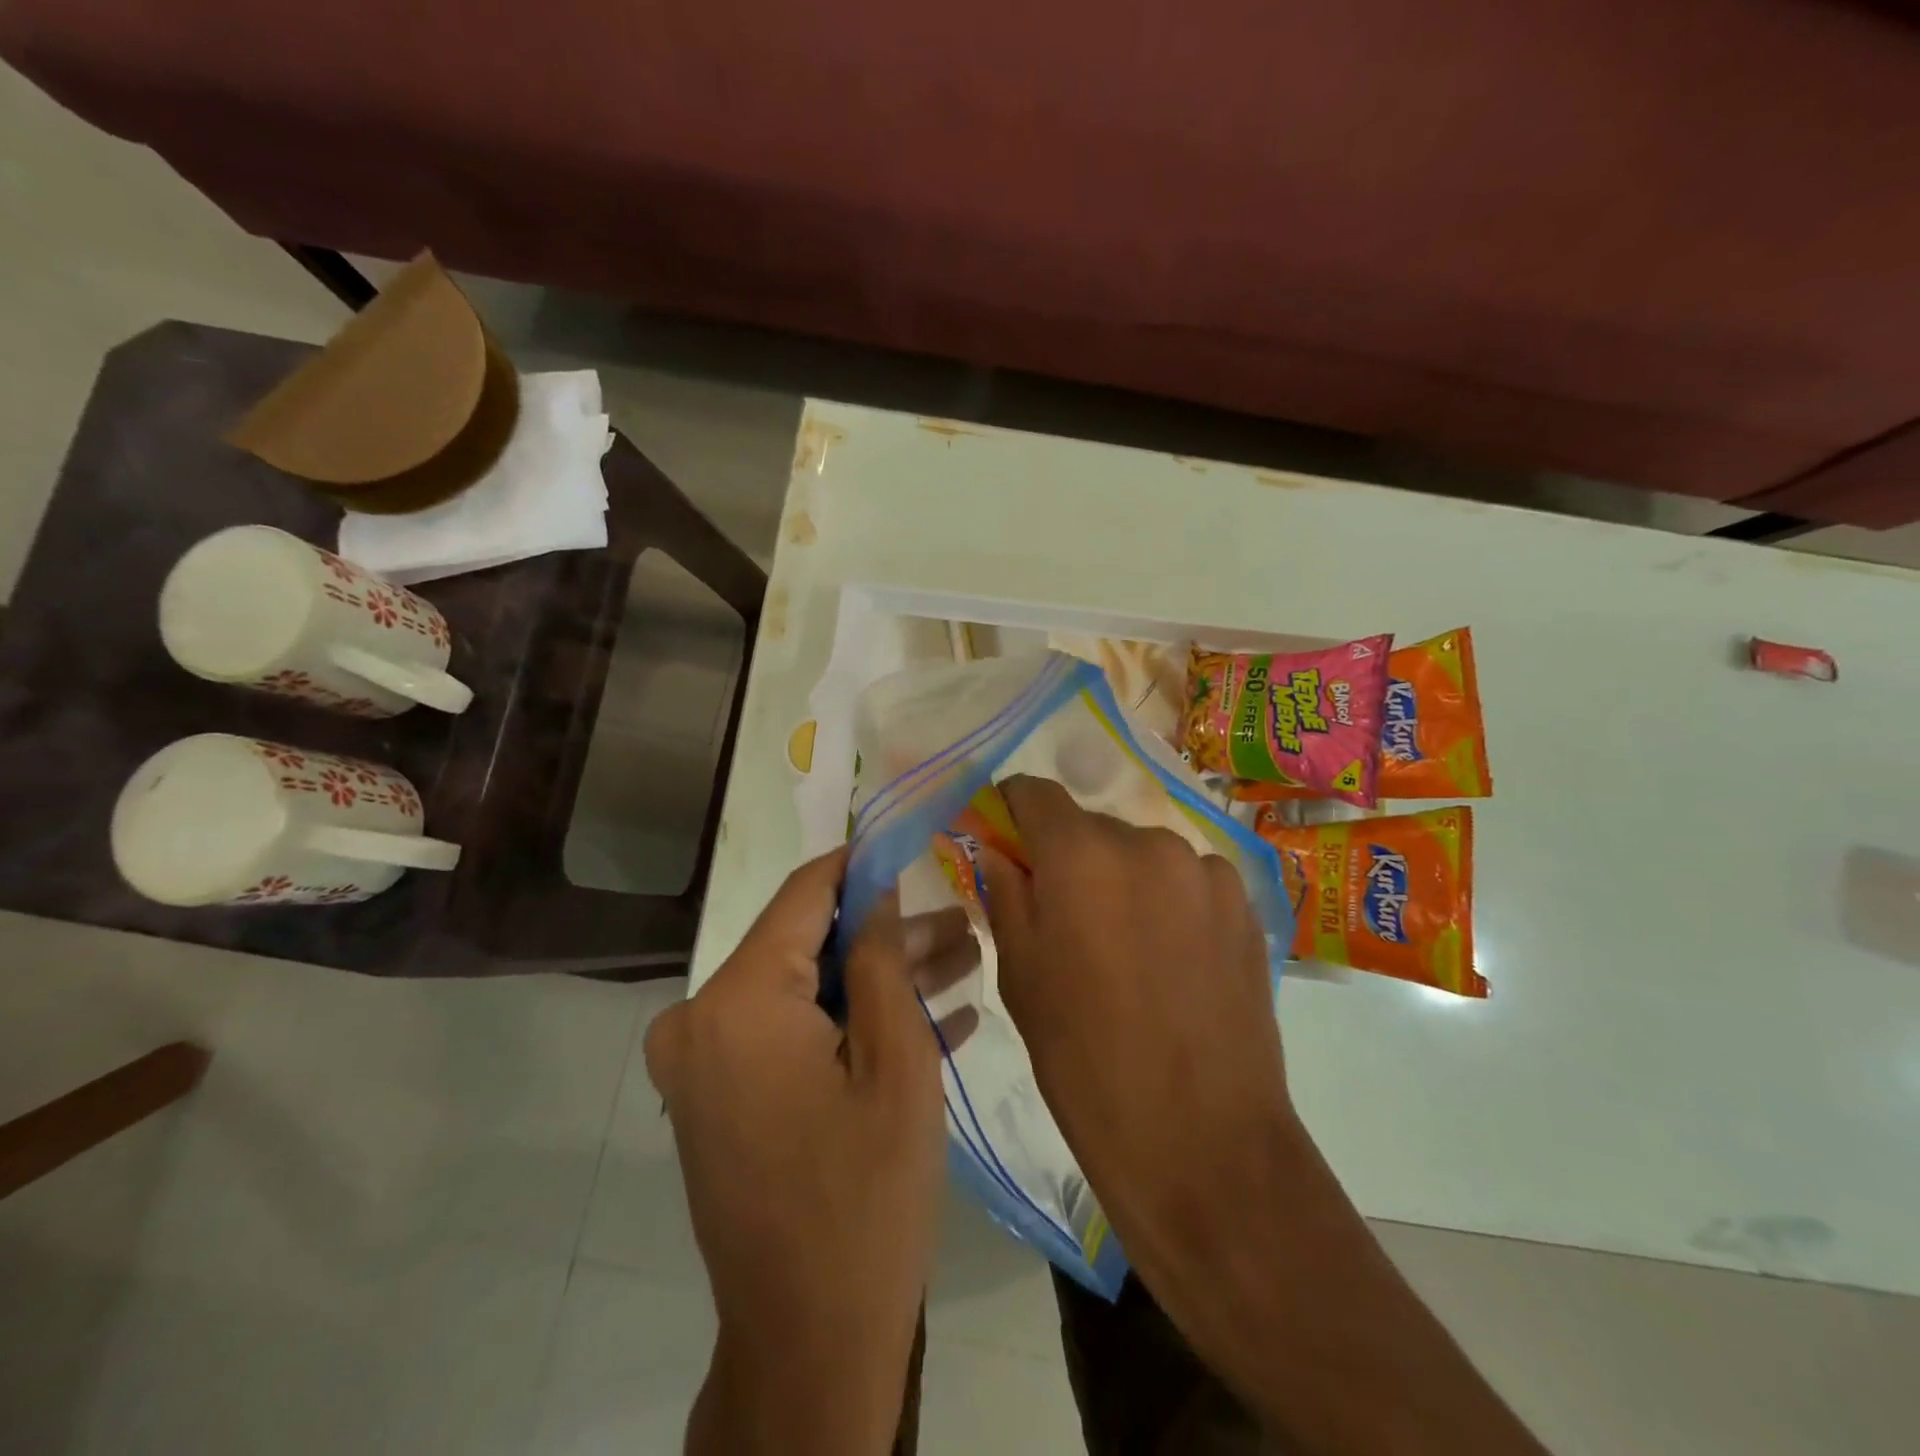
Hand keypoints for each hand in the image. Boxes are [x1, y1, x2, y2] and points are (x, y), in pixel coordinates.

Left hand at [645, 849, 978, 1454]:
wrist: (812, 1344)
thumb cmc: (866, 1196)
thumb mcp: (897, 1063)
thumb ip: (881, 958)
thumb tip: (876, 887)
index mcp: (737, 1002)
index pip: (804, 895)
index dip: (861, 865)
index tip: (911, 843)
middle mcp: (702, 1020)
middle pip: (809, 948)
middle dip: (890, 937)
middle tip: (964, 927)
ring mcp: (707, 1063)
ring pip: (808, 992)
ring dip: (882, 983)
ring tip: (965, 963)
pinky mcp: (723, 1096)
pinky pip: (794, 1037)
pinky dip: (853, 1027)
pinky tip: (935, 1019)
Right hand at [981, 782, 1551, 1455]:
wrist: (1202, 1141)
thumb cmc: (1085, 1060)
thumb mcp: (1020, 975)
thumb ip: (1004, 892)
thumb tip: (998, 846)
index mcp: (1080, 855)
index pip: (1034, 791)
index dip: (1012, 809)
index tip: (1005, 841)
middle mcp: (1146, 842)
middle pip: (1089, 826)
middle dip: (1067, 857)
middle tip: (1063, 916)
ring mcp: (1204, 869)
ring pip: (1140, 853)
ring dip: (1121, 879)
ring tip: (1124, 946)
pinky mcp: (1245, 902)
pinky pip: (1186, 879)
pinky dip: (1167, 900)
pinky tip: (1171, 959)